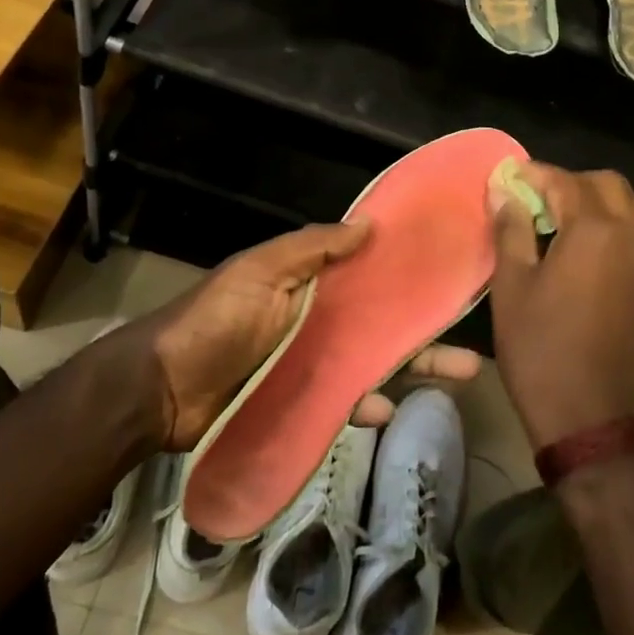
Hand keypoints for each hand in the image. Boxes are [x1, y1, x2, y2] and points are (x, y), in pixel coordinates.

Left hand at [129, 221, 480, 449]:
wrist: (161, 390)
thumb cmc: (214, 319)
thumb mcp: (260, 271)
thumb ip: (311, 248)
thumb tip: (369, 224)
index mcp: (310, 282)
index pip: (368, 273)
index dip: (404, 273)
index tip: (447, 272)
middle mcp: (319, 320)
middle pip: (382, 323)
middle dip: (426, 330)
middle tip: (472, 343)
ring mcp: (312, 364)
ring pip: (374, 362)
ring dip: (415, 367)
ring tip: (459, 373)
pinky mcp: (302, 403)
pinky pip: (344, 403)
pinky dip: (367, 404)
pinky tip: (389, 410)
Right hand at [487, 163, 633, 447]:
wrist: (591, 418)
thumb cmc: (541, 350)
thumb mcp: (512, 287)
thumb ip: (511, 228)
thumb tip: (504, 188)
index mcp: (594, 229)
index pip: (563, 181)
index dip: (535, 174)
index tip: (513, 178)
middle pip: (607, 185)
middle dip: (572, 184)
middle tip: (541, 203)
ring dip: (610, 205)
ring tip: (580, 224)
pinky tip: (632, 253)